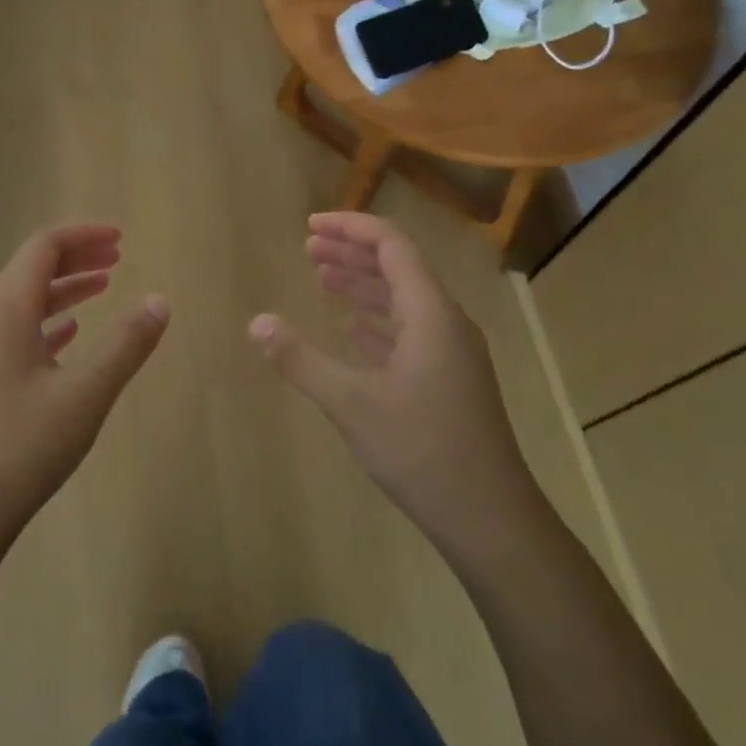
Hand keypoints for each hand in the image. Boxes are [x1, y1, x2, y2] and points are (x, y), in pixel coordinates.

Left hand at [0, 224, 168, 543]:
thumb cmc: (22, 447)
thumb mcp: (86, 394)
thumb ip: (126, 345)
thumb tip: (161, 301)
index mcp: (6, 310)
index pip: (43, 248)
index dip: (83, 236)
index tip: (121, 238)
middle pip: (32, 269)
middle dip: (76, 257)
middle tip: (118, 257)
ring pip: (25, 302)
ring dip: (64, 289)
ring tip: (104, 287)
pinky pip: (18, 332)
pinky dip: (49, 322)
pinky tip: (69, 335)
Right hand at [249, 212, 540, 547]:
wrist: (490, 518)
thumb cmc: (422, 450)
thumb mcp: (352, 404)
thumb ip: (301, 360)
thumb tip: (256, 323)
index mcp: (431, 314)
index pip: (392, 246)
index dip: (351, 227)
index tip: (310, 226)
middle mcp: (446, 323)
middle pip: (398, 269)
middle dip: (352, 253)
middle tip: (308, 249)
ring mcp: (452, 354)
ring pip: (403, 302)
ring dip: (363, 286)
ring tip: (323, 279)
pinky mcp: (449, 381)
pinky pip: (409, 332)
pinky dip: (377, 321)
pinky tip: (354, 330)